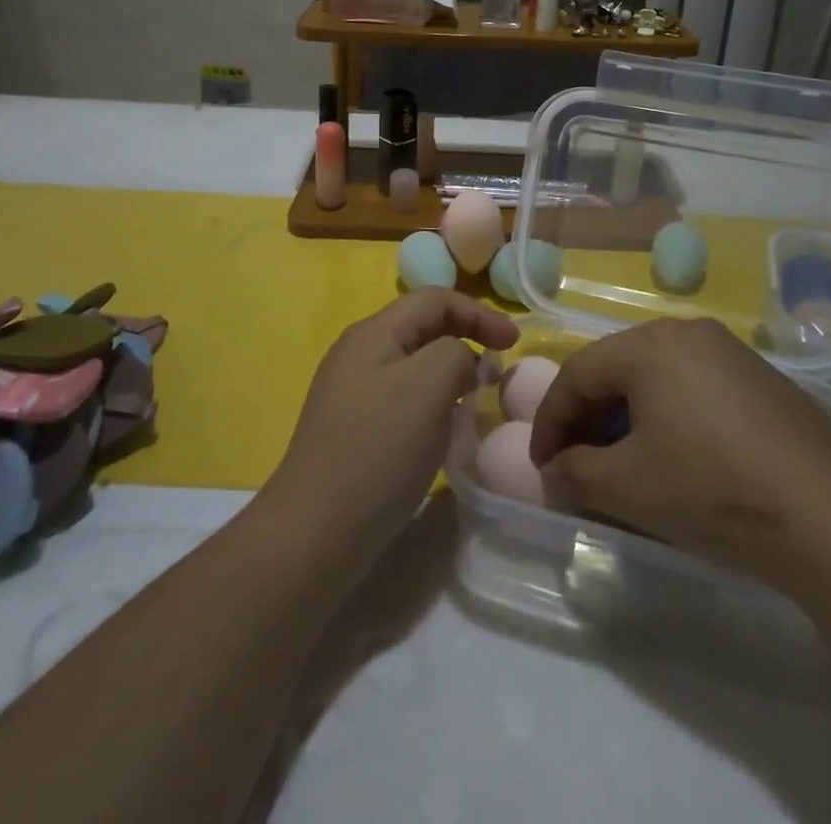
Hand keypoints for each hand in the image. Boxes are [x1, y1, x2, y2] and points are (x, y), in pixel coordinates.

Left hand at [269, 289, 517, 570]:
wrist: (316, 532)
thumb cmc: (378, 449)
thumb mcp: (428, 386)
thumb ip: (454, 354)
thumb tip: (459, 362)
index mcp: (374, 333)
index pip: (434, 300)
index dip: (479, 313)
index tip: (514, 344)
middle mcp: (359, 353)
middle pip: (422, 328)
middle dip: (465, 340)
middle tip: (497, 372)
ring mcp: (352, 392)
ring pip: (414, 366)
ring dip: (450, 374)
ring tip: (475, 401)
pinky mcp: (353, 429)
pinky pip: (403, 399)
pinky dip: (432, 403)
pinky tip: (442, 433)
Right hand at [529, 319, 830, 590]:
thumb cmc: (712, 489)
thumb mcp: (628, 488)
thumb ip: (574, 475)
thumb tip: (551, 474)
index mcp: (649, 345)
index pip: (578, 374)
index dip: (550, 421)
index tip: (540, 466)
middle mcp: (688, 333)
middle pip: (617, 369)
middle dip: (588, 418)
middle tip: (577, 464)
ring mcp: (732, 353)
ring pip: (657, 378)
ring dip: (628, 418)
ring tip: (623, 463)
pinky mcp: (763, 380)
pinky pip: (695, 388)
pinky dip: (670, 417)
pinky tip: (679, 458)